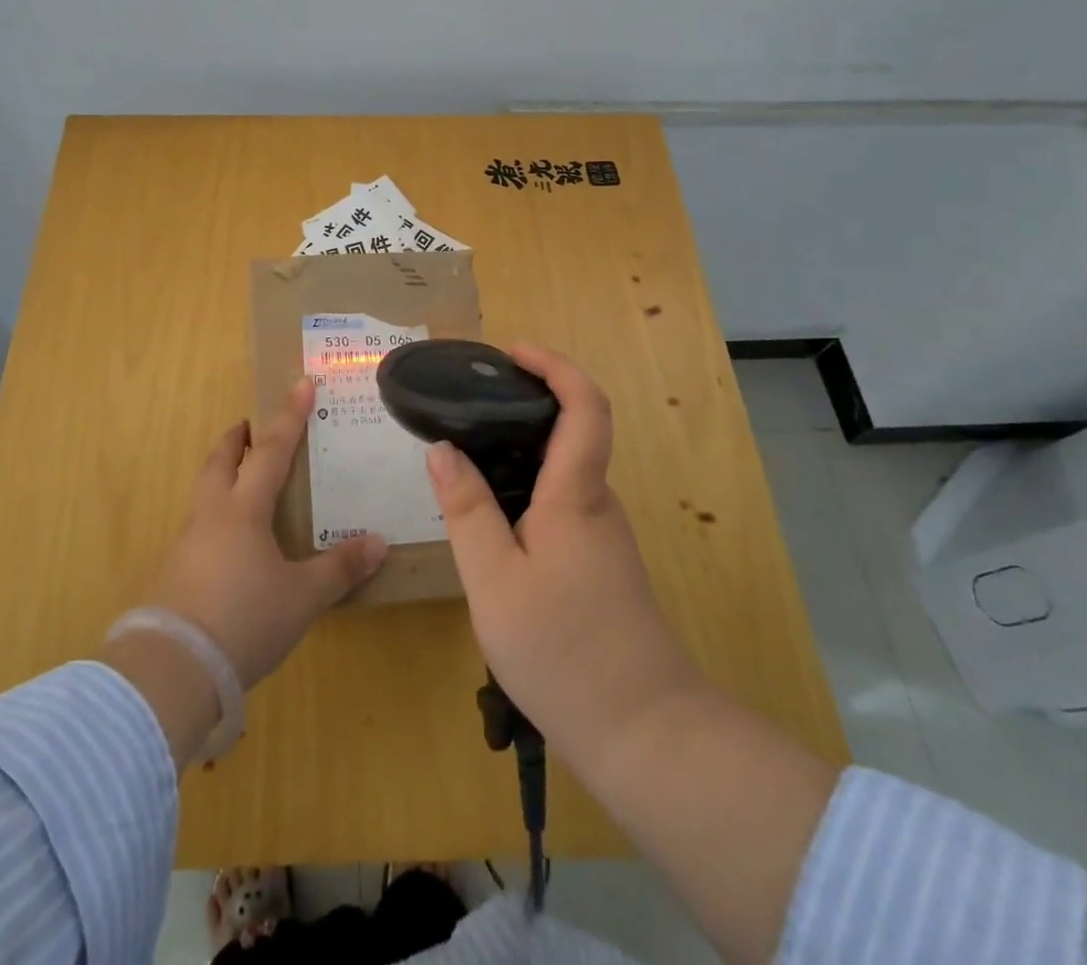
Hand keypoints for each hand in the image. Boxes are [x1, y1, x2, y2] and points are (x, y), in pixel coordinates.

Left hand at [143, 376, 387, 687]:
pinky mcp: (173, 573)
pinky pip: (197, 526)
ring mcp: (186, 543)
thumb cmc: (245, 619)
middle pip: (220, 461)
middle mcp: (211, 515)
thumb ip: (340, 568)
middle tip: (248, 425)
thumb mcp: (303, 596)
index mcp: (244, 509)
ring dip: (221, 474)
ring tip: (239, 478)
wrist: (172, 668)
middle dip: (237, 438)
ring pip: (203, 492)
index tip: (300, 383)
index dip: (289, 416)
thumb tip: (378, 542)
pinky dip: (214, 514)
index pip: (273, 450)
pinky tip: (227, 541)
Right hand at [426, 343, 695, 773]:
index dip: (556, 366)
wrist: (644, 733)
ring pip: (563, 473)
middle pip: (573, 432)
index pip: (585, 406)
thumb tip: (443, 448)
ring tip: (466, 460)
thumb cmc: (562, 650)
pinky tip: (490, 522)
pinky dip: (526, 491)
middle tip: (468, 406)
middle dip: (526, 405)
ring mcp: (604, 536)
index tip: (513, 353)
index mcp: (577, 495)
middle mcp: (598, 504)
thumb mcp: (493, 579)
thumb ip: (466, 509)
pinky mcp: (601, 564)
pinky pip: (562, 506)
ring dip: (521, 453)